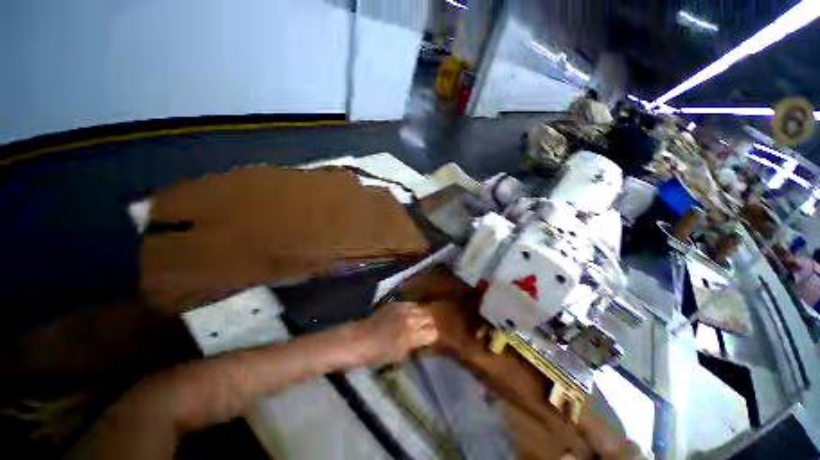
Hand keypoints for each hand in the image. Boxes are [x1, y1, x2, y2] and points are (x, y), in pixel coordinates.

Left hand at [354, 302, 437, 365]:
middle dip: (429, 324)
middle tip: (425, 329)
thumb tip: (423, 338)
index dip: (432, 336)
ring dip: (421, 314)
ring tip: (417, 320)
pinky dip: (412, 309)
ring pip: (421, 308)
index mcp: (412, 334)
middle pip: (429, 317)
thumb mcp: (401, 354)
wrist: (360, 339)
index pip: (433, 332)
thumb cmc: (379, 352)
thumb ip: (415, 344)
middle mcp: (410, 318)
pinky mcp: (395, 303)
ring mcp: (403, 308)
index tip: (429, 338)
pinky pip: (410, 304)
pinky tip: (407, 314)